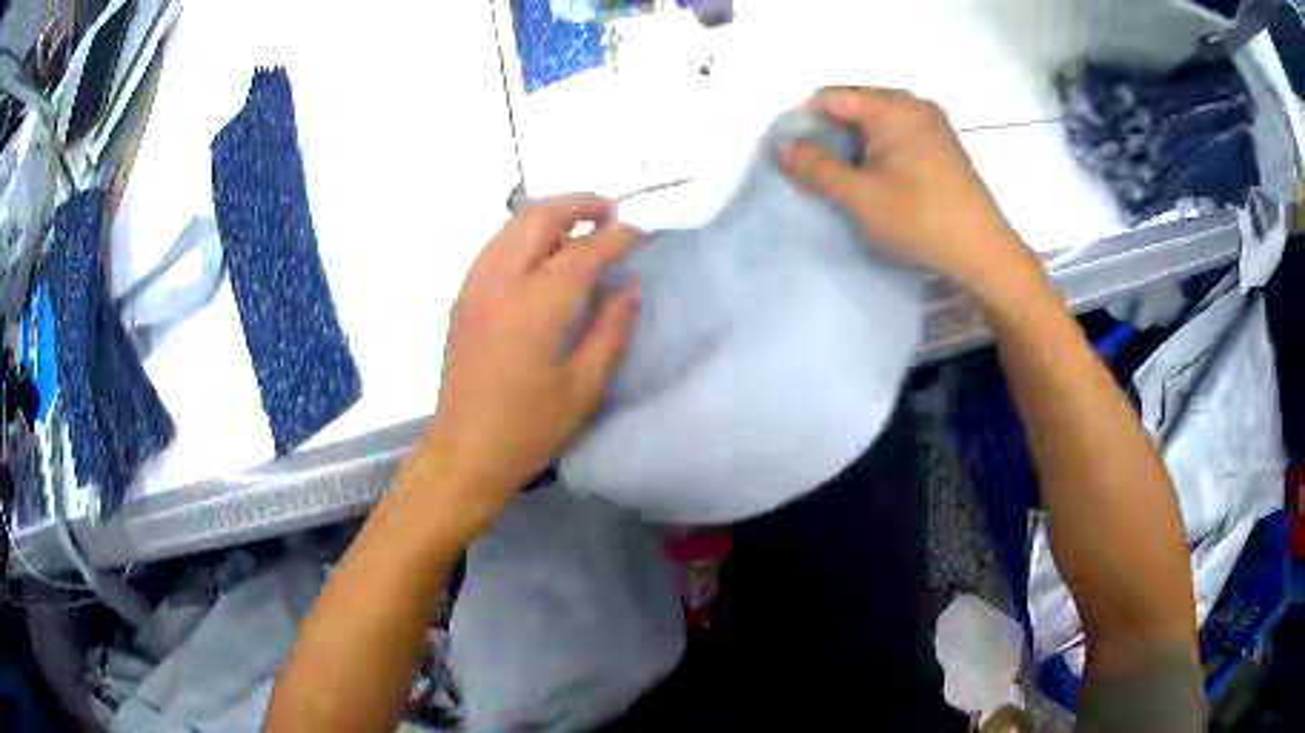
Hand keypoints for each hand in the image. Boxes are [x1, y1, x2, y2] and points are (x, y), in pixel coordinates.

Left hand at [413, 196, 639, 523]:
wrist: (464, 453)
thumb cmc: (528, 429)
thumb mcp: (583, 387)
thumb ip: (610, 330)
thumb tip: (628, 288)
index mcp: (535, 305)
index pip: (583, 251)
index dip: (617, 237)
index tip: (642, 234)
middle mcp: (500, 282)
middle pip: (539, 218)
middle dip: (578, 205)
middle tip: (610, 213)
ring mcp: (474, 287)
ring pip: (511, 226)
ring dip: (549, 215)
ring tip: (580, 226)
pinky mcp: (462, 299)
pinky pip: (495, 247)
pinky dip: (523, 235)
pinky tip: (542, 255)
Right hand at [781, 87, 1038, 301]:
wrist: (984, 252)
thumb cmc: (921, 219)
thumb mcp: (860, 196)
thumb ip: (816, 168)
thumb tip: (782, 148)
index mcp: (893, 106)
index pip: (831, 96)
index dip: (806, 120)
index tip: (794, 152)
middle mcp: (914, 103)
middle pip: (855, 104)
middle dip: (831, 131)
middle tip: (818, 167)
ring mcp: (933, 122)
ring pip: (878, 119)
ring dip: (855, 141)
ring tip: (847, 175)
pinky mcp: (944, 142)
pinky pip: (899, 131)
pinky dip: (880, 147)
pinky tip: (879, 176)